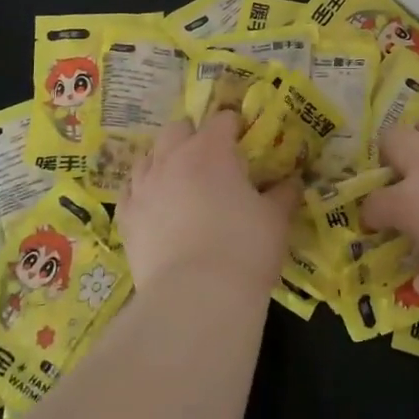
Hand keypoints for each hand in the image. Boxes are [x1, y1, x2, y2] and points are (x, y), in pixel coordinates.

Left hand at [118, 112, 297, 296]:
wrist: (196, 298)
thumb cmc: (244, 247)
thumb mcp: (276, 219)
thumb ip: (284, 194)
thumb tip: (292, 182)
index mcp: (211, 150)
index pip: (222, 120)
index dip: (235, 126)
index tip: (245, 140)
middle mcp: (172, 158)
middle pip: (178, 129)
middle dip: (194, 136)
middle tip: (212, 159)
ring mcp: (143, 187)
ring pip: (149, 157)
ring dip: (165, 160)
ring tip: (181, 180)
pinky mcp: (126, 218)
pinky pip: (130, 191)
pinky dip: (143, 190)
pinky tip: (154, 204)